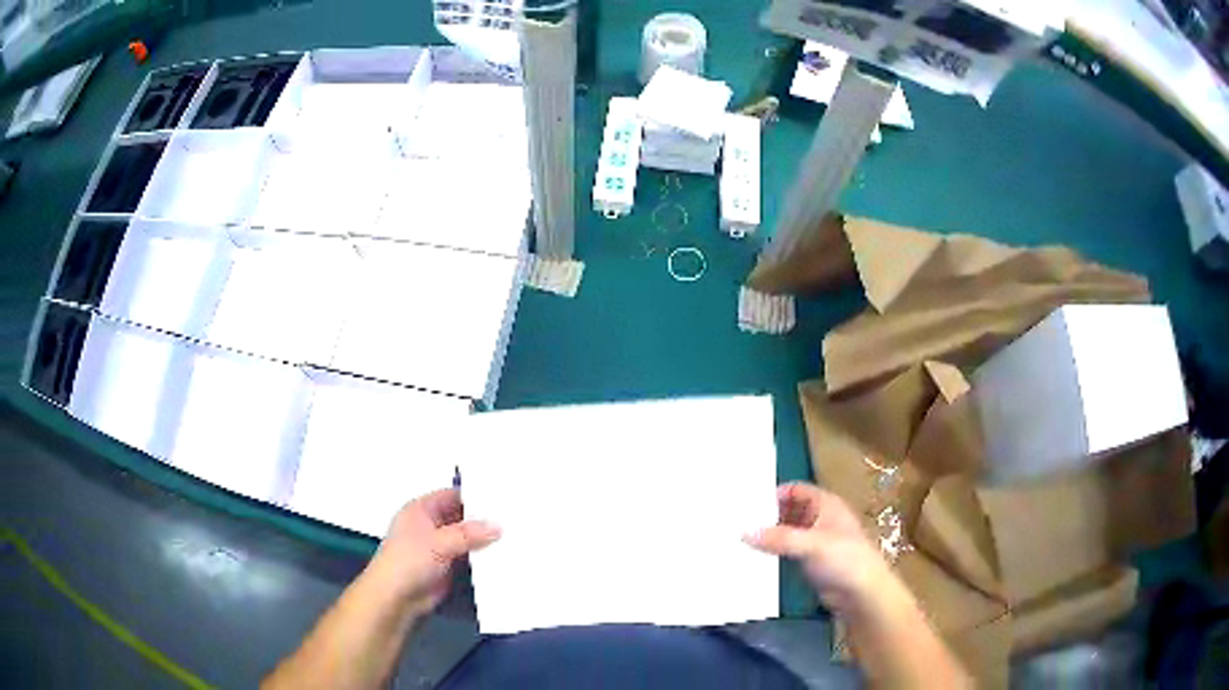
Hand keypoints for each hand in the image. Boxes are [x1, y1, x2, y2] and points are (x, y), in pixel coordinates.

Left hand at [370, 488, 500, 616]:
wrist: (396, 597)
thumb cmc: (409, 560)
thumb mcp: (440, 542)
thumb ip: (469, 533)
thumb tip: (498, 526)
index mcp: (421, 509)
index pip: (452, 495)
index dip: (474, 496)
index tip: (501, 497)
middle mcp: (430, 525)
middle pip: (460, 517)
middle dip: (482, 519)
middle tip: (513, 517)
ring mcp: (438, 546)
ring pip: (466, 538)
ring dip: (483, 540)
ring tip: (514, 535)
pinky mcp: (446, 566)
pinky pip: (468, 557)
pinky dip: (481, 557)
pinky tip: (502, 556)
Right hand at [745, 483, 892, 612]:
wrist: (862, 593)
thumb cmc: (844, 559)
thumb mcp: (811, 545)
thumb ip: (779, 538)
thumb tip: (744, 532)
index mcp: (826, 504)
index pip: (796, 490)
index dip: (774, 493)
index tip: (747, 502)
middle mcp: (820, 518)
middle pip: (789, 509)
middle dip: (767, 514)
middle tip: (737, 521)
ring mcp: (815, 541)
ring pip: (787, 531)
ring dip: (769, 535)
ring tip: (739, 538)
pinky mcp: (810, 561)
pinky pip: (788, 551)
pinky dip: (774, 551)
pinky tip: (754, 557)